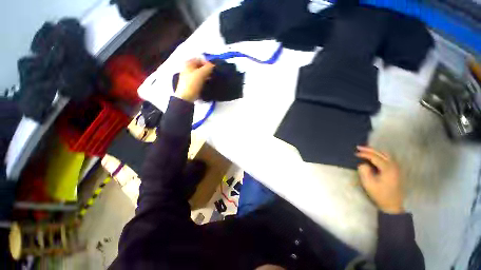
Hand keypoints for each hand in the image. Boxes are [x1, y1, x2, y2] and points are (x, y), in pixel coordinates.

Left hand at [174, 59, 214, 101]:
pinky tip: (207, 84)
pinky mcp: (191, 84)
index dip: (207, 62)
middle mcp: (187, 68)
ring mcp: (189, 76)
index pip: (200, 59)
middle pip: (200, 66)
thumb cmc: (192, 84)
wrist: (186, 97)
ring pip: (200, 73)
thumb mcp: (201, 74)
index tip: (213, 68)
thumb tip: (213, 65)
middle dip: (207, 69)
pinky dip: (204, 80)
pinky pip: (199, 79)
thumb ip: (208, 68)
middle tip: (212, 74)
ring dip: (206, 75)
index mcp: (188, 63)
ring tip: (211, 79)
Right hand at [355, 146, 403, 213]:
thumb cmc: (379, 194)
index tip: (355, 153)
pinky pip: (388, 158)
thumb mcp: (368, 184)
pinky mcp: (396, 171)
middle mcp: (394, 166)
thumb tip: (363, 164)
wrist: (392, 205)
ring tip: (366, 150)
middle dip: (370, 149)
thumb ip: (364, 171)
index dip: (364, 154)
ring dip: (375, 151)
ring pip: (386, 155)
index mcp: (388, 169)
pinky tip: (375, 156)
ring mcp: (396, 168)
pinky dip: (380, 154)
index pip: (375, 157)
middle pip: (382, 153)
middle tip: (359, 147)